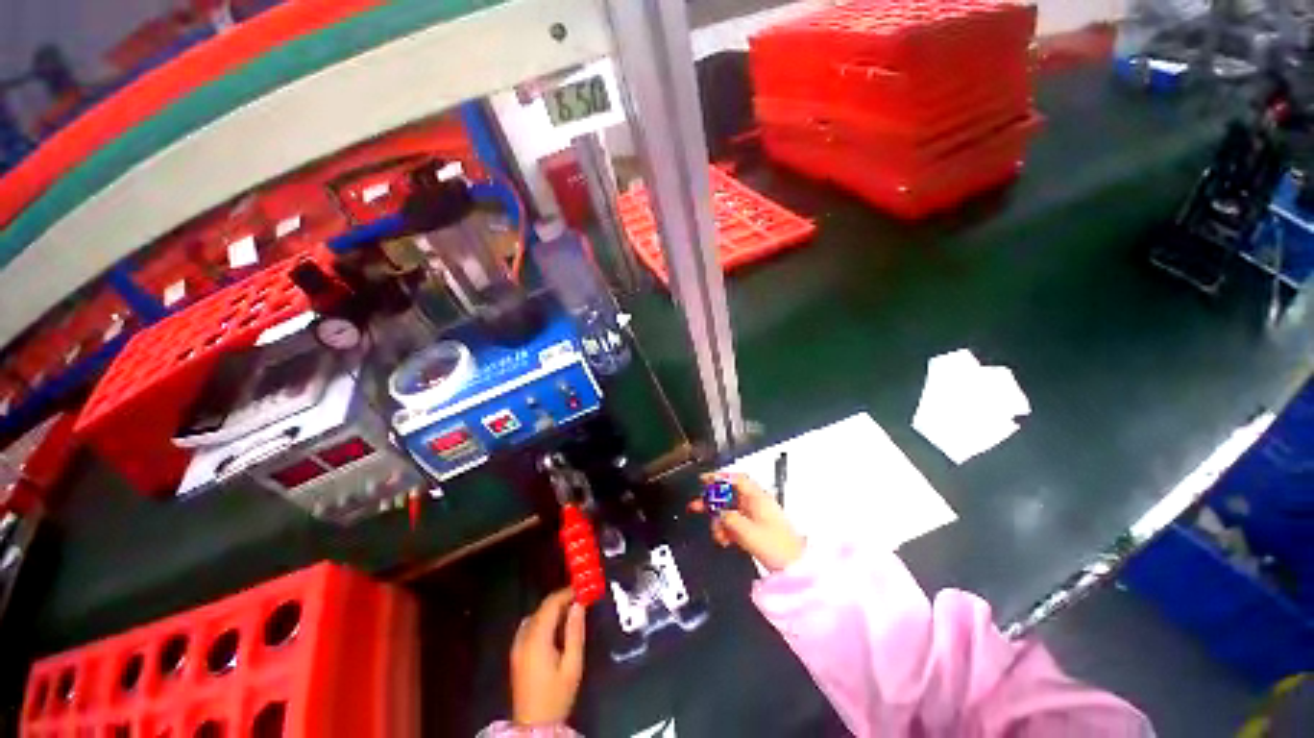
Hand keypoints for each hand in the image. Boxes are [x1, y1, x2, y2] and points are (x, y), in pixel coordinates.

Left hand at [510, 589, 585, 726]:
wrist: (534, 725)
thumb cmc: (556, 696)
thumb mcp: (572, 665)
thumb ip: (575, 632)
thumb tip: (578, 605)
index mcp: (537, 639)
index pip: (551, 604)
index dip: (567, 593)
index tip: (583, 589)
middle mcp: (524, 638)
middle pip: (541, 608)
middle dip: (560, 600)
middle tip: (580, 599)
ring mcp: (517, 646)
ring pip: (535, 616)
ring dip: (551, 610)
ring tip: (570, 612)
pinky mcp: (516, 654)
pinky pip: (529, 627)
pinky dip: (542, 620)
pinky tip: (554, 628)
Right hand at [689, 473, 804, 572]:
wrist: (794, 568)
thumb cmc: (776, 546)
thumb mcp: (747, 531)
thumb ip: (729, 518)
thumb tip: (718, 513)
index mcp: (758, 498)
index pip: (736, 479)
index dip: (719, 477)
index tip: (704, 480)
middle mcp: (756, 503)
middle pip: (730, 495)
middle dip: (713, 501)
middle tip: (697, 505)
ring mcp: (756, 516)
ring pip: (731, 510)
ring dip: (720, 521)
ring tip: (717, 534)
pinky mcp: (755, 529)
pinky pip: (735, 523)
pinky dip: (727, 529)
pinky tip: (724, 540)